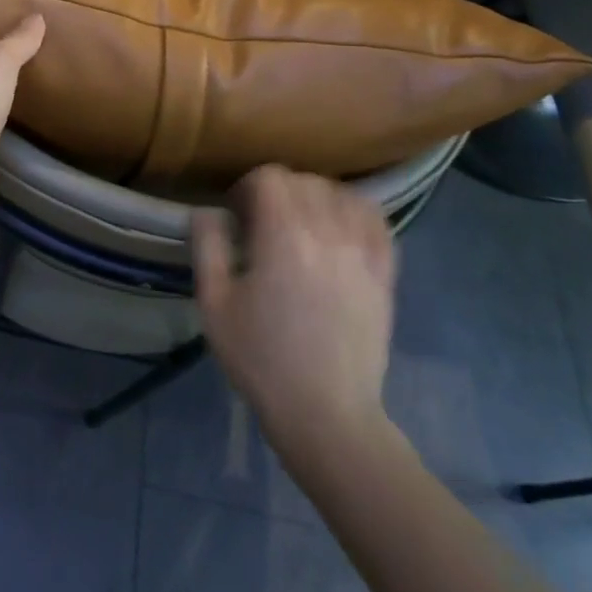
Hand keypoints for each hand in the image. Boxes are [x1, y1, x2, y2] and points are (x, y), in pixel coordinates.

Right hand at [194, 168, 396, 451]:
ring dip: (316, 198)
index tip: (236, 214)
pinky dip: (356, 214)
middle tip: (261, 222)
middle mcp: (329, 234)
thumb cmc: (261, 358)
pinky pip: (377, 222)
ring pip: (342, 195)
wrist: (325, 414)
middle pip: (305, 181)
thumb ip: (207, 246)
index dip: (247, 187)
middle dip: (278, 191)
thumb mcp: (214, 303)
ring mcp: (363, 253)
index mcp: (284, 237)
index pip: (270, 177)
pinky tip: (339, 229)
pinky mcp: (385, 275)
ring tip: (301, 224)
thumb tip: (208, 211)